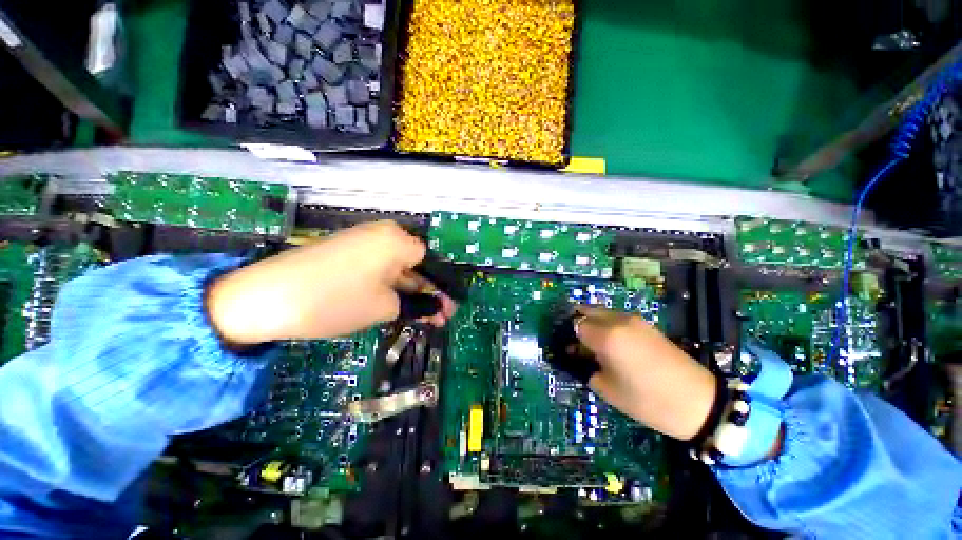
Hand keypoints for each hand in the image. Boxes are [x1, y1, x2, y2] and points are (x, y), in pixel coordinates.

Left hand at [206, 220, 456, 344]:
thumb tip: (435, 308)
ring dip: (409, 291)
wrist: (266, 297)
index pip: (430, 262)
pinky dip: (389, 285)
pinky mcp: (346, 251)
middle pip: (415, 264)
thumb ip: (416, 304)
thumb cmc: (337, 300)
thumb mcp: (385, 307)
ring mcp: (362, 241)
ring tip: (419, 316)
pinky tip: (394, 304)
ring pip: (396, 268)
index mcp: (397, 240)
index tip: (445, 309)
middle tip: (437, 317)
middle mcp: (383, 233)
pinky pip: (377, 267)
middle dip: (427, 291)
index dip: (439, 287)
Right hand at [574, 306, 716, 440]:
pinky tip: (612, 342)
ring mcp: (634, 319)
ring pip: (602, 311)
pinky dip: (607, 324)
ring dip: (592, 322)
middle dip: (578, 323)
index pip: (576, 325)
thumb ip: (587, 366)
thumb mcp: (608, 389)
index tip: (569, 350)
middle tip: (576, 343)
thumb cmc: (647, 400)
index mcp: (606, 336)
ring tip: (593, 343)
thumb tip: (578, 355)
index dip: (570, 337)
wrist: (699, 402)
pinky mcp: (646, 324)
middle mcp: (618, 320)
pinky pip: (616, 317)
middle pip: (587, 311)